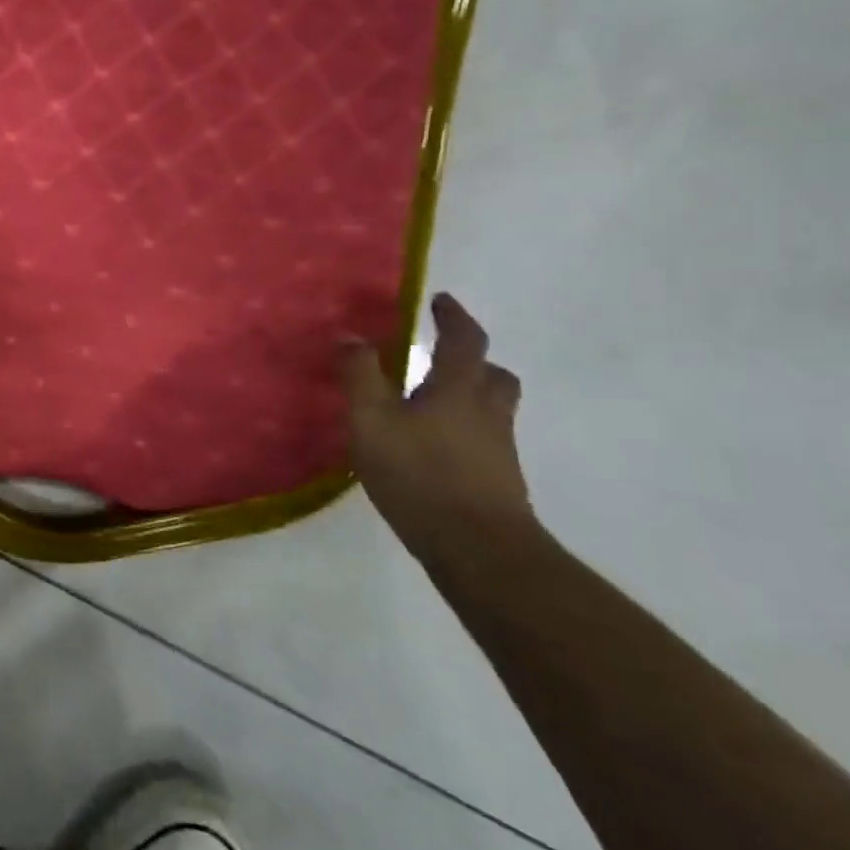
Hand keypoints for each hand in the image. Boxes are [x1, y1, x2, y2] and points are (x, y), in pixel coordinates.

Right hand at [340, 293, 535, 550]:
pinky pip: (486, 442)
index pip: (465, 341)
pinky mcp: (499, 483)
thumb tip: (350, 335)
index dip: (453, 318)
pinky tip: (436, 450)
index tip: (441, 301)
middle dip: (474, 360)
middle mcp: (487, 413)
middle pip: (495, 376)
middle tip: (445, 357)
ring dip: (472, 397)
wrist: (478, 549)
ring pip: (494, 410)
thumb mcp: (372, 420)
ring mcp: (499, 451)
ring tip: (436, 404)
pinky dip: (466, 433)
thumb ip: (360, 376)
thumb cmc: (420, 473)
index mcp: (459, 390)